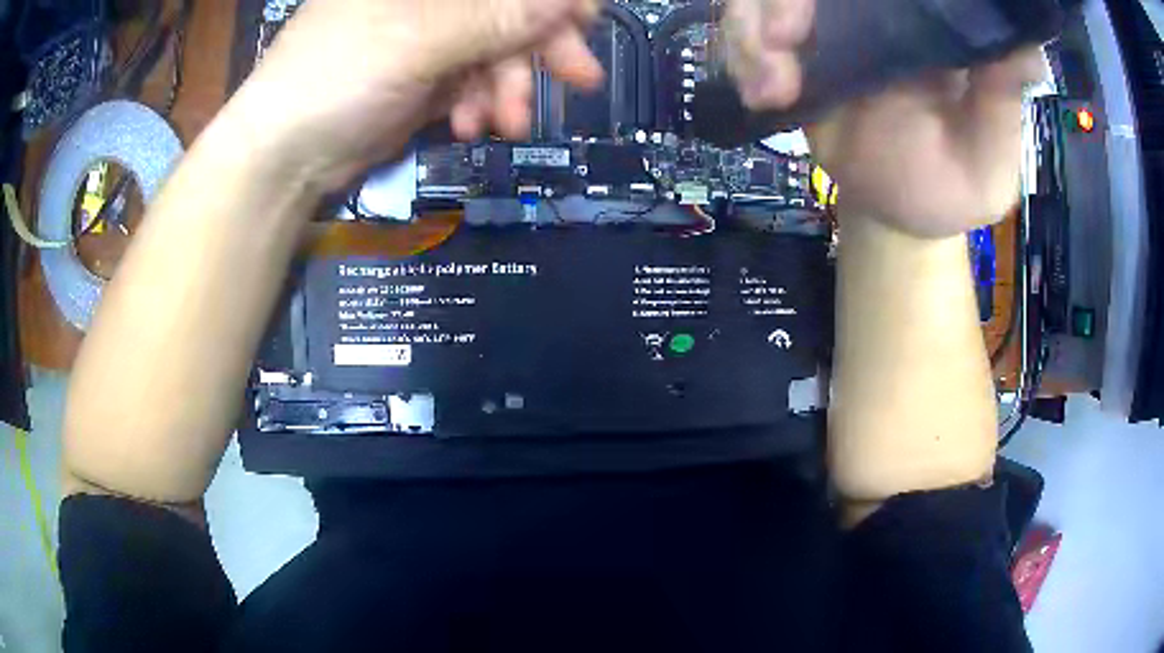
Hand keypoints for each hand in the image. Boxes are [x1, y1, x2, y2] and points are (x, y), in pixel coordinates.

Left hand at [231, 0, 604, 192]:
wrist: (283, 159)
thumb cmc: (333, 79)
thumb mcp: (416, 41)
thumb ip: (494, 19)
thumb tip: (569, 1)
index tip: (584, 20)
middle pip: (506, 8)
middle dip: (540, 45)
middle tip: (579, 77)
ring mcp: (428, 35)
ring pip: (496, 49)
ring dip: (508, 87)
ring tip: (505, 123)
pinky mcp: (426, 74)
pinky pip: (476, 80)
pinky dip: (482, 103)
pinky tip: (470, 126)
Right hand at [725, 0, 1043, 236]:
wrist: (898, 212)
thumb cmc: (952, 190)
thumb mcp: (987, 164)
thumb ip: (1000, 107)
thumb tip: (1027, 49)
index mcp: (933, 25)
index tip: (829, 8)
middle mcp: (879, 9)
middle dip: (780, 0)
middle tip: (781, 44)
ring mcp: (834, 23)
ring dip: (750, 27)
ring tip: (768, 87)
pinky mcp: (799, 48)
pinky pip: (748, 26)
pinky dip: (738, 53)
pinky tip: (758, 94)